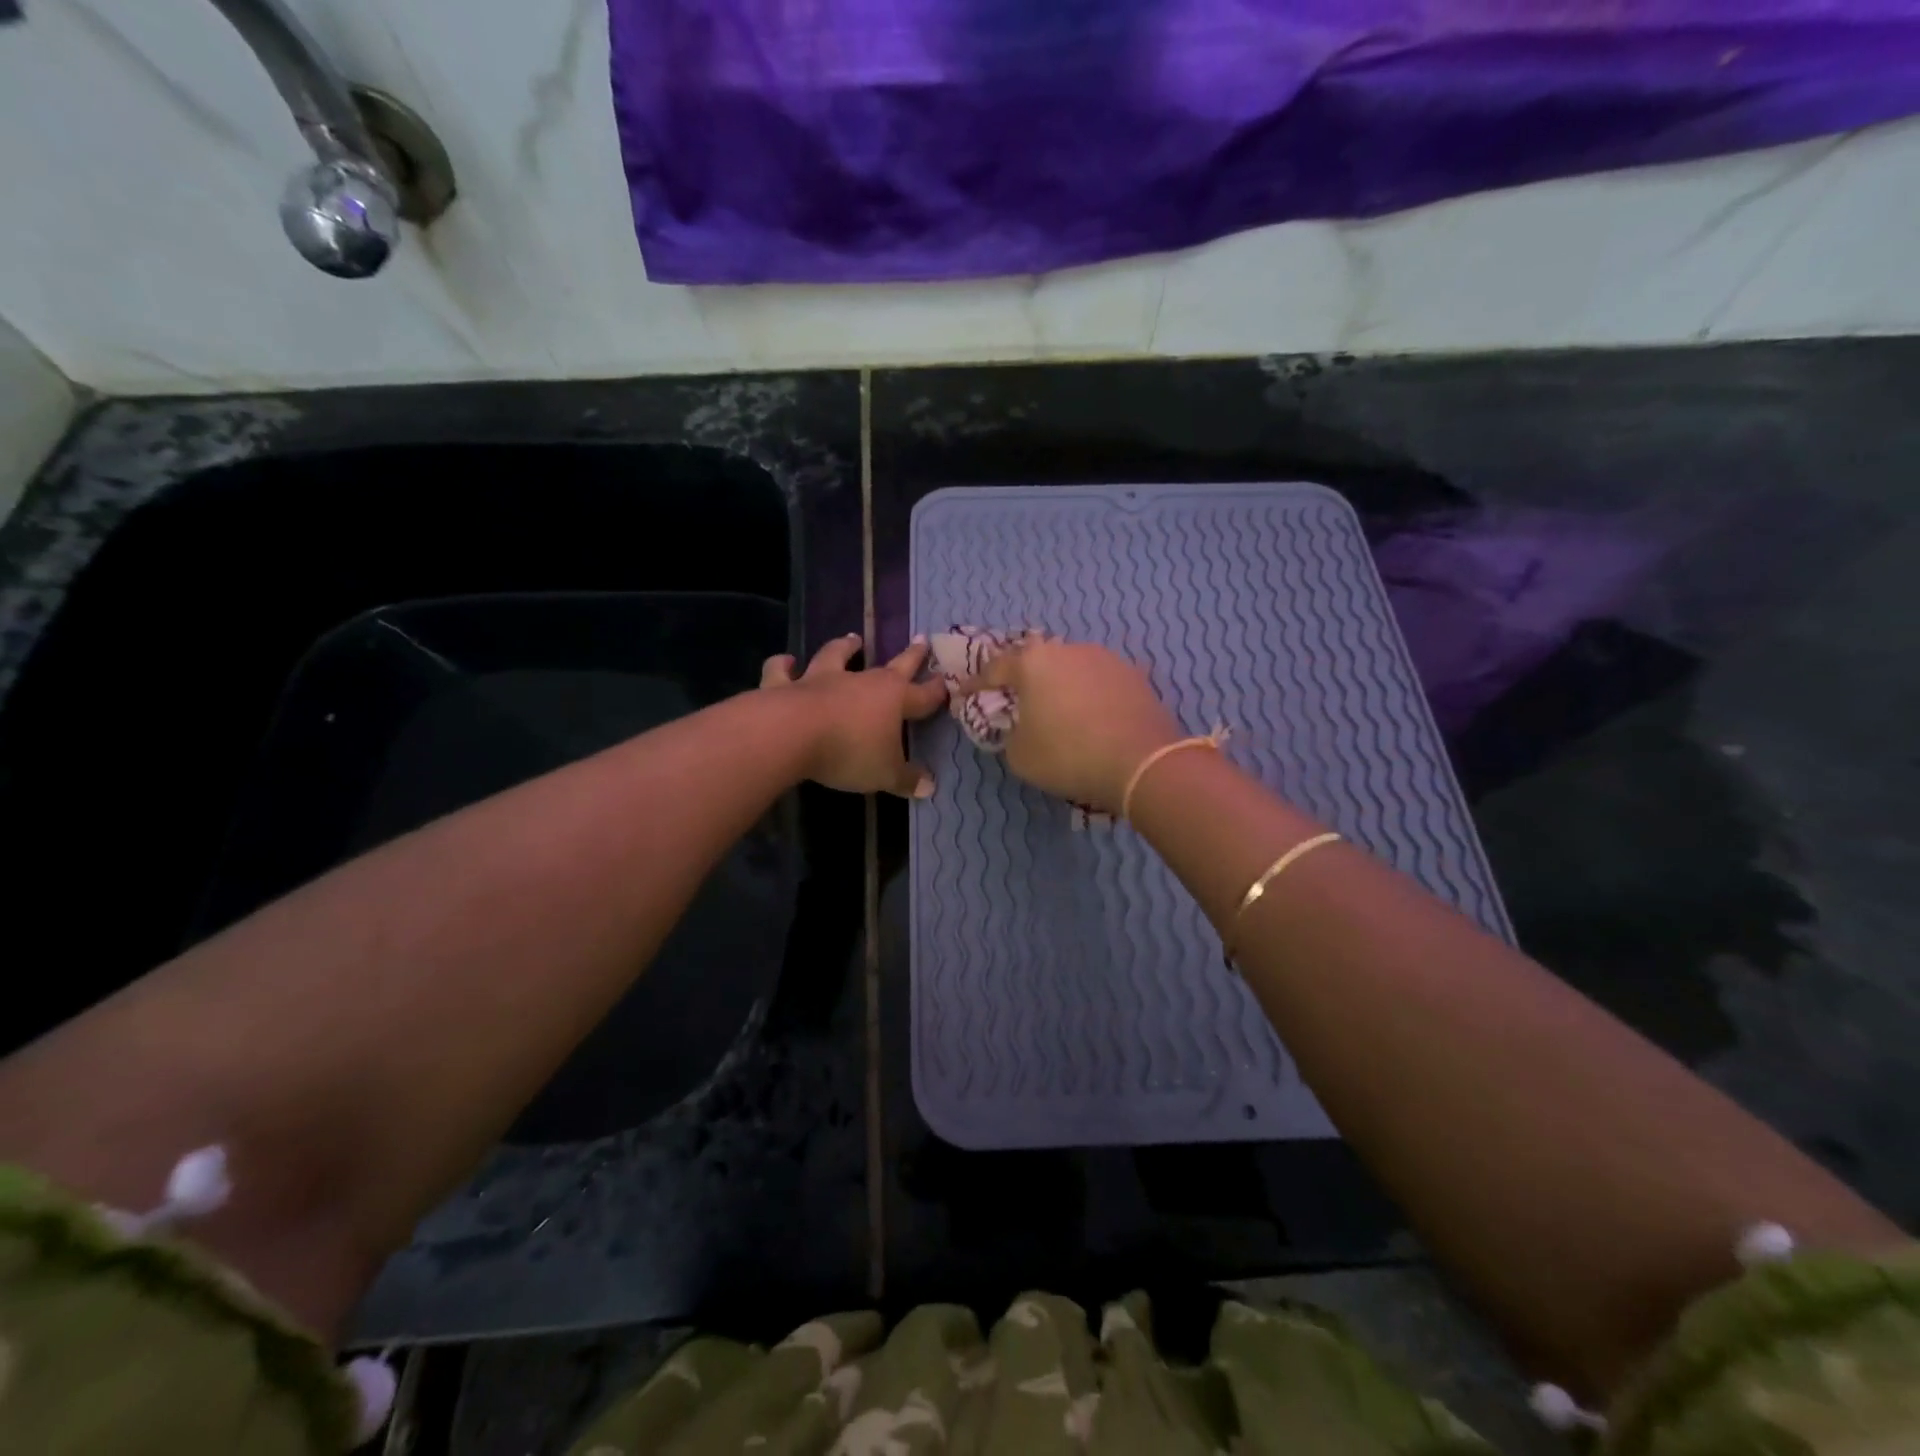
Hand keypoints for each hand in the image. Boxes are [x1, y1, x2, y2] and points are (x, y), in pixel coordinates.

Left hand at [761, 633, 947, 797]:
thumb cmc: (849, 752)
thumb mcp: (885, 774)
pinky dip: (783, 664)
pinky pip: (783, 671)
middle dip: (910, 655)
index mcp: (893, 698)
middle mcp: (861, 681)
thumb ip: (906, 779)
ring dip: (845, 647)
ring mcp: (822, 679)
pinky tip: (785, 660)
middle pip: (892, 666)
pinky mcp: (786, 685)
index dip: (937, 691)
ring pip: (837, 656)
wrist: (792, 734)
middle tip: (921, 639)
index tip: (948, 682)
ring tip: (852, 638)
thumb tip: (929, 786)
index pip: (923, 694)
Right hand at [958, 640, 1181, 812]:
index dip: (976, 683)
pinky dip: (1090, 694)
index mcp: (1032, 662)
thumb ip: (1010, 734)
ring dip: (1060, 684)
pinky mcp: (1134, 674)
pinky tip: (1092, 714)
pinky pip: (1100, 682)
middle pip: (1036, 661)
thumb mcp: (1019, 755)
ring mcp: (1105, 658)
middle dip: (1023, 678)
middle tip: (1016, 698)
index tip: (964, 694)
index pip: (994, 668)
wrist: (1142, 763)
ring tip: (1059, 708)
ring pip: (1071, 667)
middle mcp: (1068, 649)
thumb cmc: (1068, 756)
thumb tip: (1021, 726)